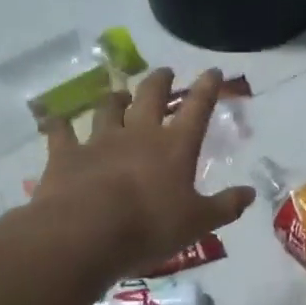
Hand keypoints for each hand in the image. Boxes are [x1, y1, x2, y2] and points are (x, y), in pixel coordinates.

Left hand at [17, 68, 254, 282]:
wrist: (85, 233)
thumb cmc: (150, 226)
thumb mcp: (198, 223)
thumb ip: (225, 206)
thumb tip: (250, 193)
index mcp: (175, 146)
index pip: (197, 109)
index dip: (207, 88)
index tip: (212, 71)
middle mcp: (138, 134)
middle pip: (150, 96)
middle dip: (160, 82)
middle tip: (165, 72)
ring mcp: (99, 141)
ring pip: (108, 109)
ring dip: (115, 99)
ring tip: (120, 94)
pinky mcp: (65, 154)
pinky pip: (61, 132)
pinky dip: (59, 124)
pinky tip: (55, 118)